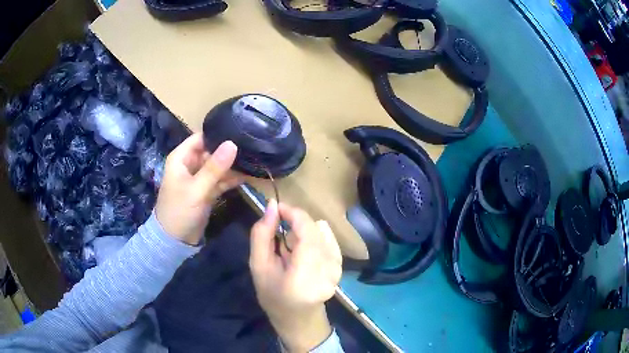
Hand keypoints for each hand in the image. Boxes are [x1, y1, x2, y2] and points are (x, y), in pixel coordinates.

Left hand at [155, 133, 242, 244]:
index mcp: (181, 158)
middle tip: (252, 146)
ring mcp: (199, 178)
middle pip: (211, 151)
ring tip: (254, 160)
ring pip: (217, 166)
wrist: (175, 240)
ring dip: (232, 166)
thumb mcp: (196, 189)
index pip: (201, 138)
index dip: (218, 134)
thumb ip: (214, 168)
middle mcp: (190, 164)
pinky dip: (231, 179)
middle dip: (229, 150)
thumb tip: (233, 143)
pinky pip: (220, 180)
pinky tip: (247, 176)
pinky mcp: (206, 190)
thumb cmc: (179, 211)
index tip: (239, 132)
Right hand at [249, 200, 342, 351]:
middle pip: (315, 229)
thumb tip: (272, 205)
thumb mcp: (258, 266)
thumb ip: (262, 235)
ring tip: (290, 246)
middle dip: (295, 222)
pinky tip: (304, 250)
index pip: (307, 232)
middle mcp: (327, 271)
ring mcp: (338, 269)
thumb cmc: (273, 296)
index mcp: (304, 276)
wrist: (298, 318)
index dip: (293, 213)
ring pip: (322, 231)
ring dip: (304, 231)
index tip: (277, 208)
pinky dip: (314, 237)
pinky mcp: (340, 265)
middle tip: (279, 230)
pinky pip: (328, 238)